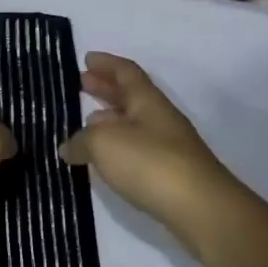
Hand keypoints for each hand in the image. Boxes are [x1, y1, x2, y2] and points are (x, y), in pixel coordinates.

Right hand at [59, 52, 237, 234]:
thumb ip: (81, 141)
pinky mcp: (170, 174)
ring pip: (134, 123)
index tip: (87, 58)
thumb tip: (68, 147)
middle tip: (82, 82)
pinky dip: (117, 146)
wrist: (199, 208)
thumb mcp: (104, 144)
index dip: (106, 64)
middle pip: (131, 96)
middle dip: (106, 88)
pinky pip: (137, 149)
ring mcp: (168, 147)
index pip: (126, 72)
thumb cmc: (150, 163)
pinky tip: (105, 159)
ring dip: (110, 118)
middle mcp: (160, 118)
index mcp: (147, 101)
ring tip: (86, 122)